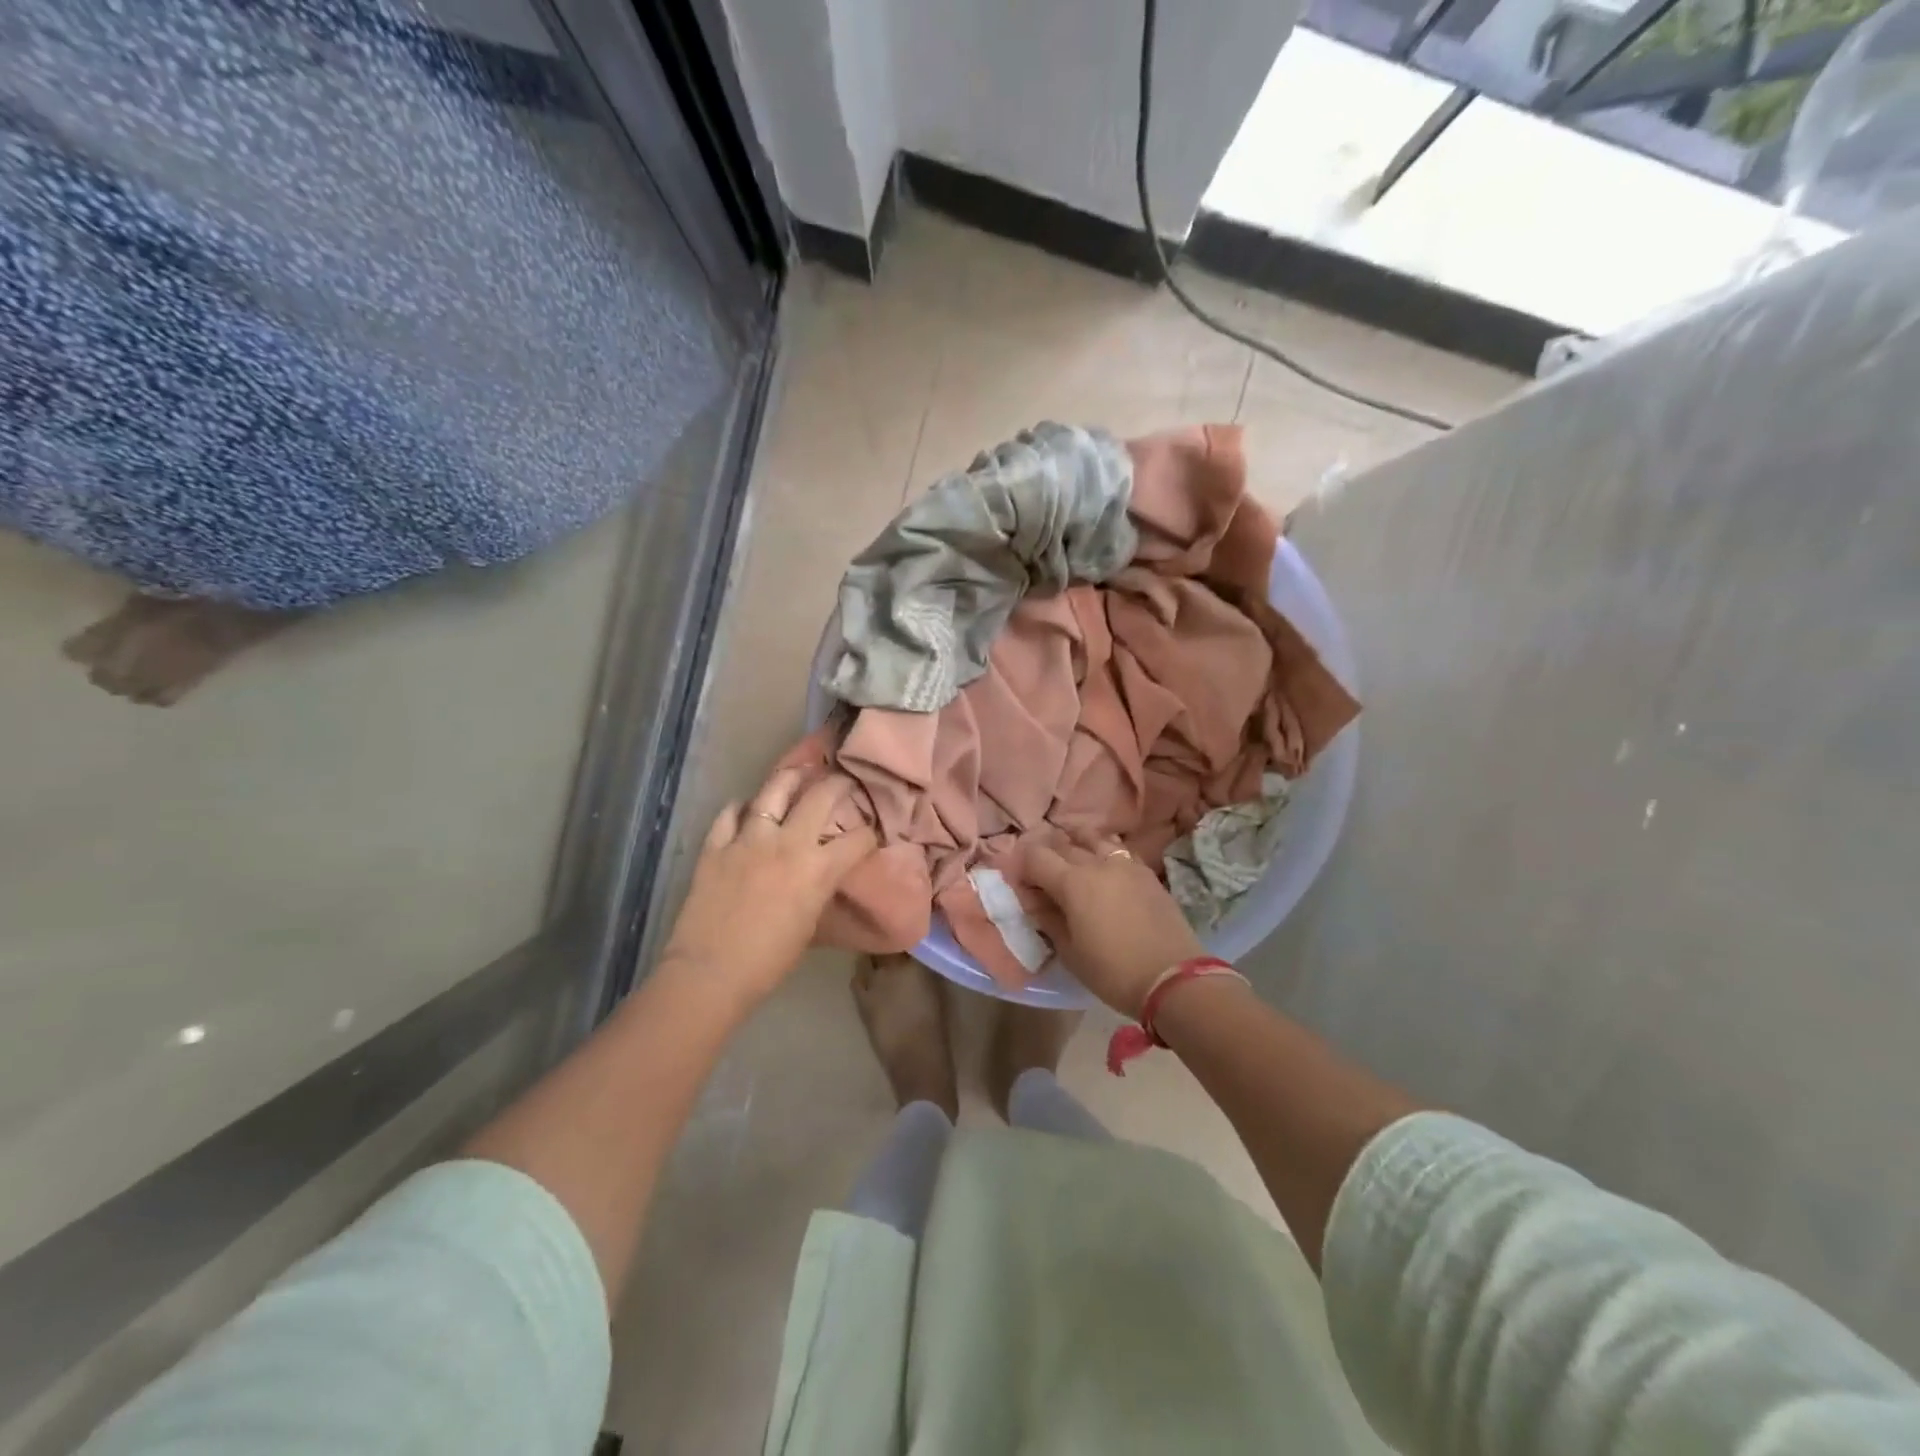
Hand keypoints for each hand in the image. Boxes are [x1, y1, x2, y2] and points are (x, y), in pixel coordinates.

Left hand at [661, 769, 876, 1009]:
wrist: (711, 973)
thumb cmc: (769, 961)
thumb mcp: (809, 923)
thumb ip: (818, 888)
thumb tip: (821, 873)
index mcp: (818, 869)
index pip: (858, 838)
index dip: (870, 833)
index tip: (871, 830)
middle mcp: (787, 843)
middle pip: (821, 796)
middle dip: (838, 784)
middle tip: (843, 781)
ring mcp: (748, 839)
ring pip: (773, 790)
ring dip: (790, 779)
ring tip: (798, 774)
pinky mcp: (716, 845)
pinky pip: (730, 813)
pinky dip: (741, 808)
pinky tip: (746, 809)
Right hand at [1026, 838, 1204, 1017]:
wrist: (1173, 978)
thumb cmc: (1113, 972)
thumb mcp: (1070, 952)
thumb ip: (1048, 918)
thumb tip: (1033, 899)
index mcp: (1072, 882)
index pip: (1035, 857)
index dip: (1021, 866)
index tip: (1020, 884)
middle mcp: (1096, 863)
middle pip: (1062, 844)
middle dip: (1045, 853)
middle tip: (1040, 873)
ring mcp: (1125, 864)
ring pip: (1092, 838)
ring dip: (1075, 843)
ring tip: (1070, 858)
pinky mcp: (1146, 872)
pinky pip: (1117, 849)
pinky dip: (1102, 850)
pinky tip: (1102, 866)